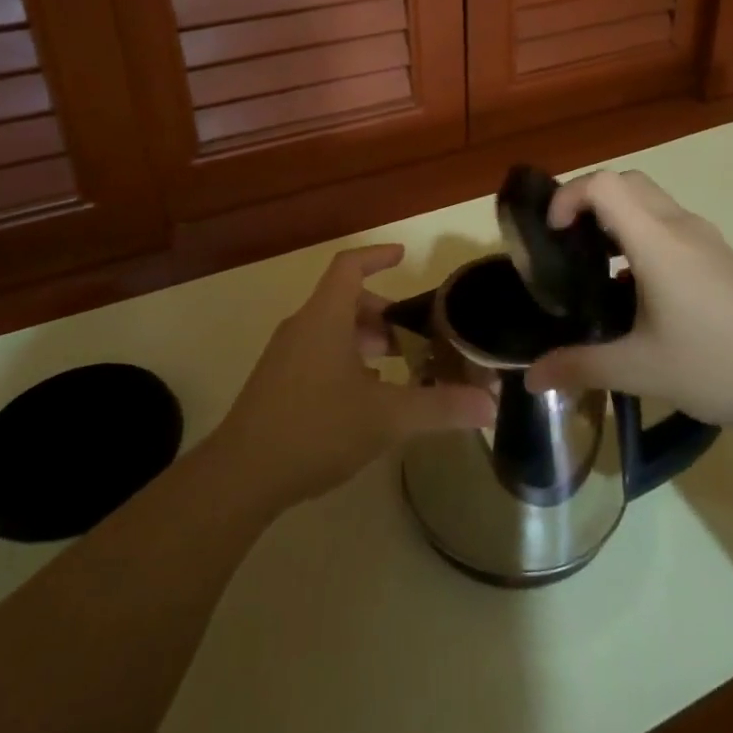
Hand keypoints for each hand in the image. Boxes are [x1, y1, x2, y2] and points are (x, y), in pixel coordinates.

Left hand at [212, 244, 494, 508]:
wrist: (241, 475)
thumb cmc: (316, 428)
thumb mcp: (386, 417)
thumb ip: (440, 408)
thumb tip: (490, 405)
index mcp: (325, 317)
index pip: (350, 266)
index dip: (378, 257)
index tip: (404, 258)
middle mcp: (302, 327)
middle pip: (345, 301)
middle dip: (383, 313)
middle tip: (415, 337)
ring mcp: (285, 356)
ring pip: (332, 331)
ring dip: (366, 340)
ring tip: (398, 369)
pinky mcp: (277, 384)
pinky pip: (318, 354)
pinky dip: (347, 361)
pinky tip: (366, 398)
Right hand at [523, 171, 732, 436]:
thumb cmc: (718, 365)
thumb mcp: (640, 371)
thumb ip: (580, 366)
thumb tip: (531, 377)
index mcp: (658, 242)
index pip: (605, 184)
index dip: (569, 196)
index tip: (552, 235)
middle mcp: (681, 227)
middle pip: (627, 182)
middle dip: (589, 200)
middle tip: (567, 243)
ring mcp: (707, 240)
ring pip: (651, 202)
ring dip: (617, 217)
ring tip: (595, 266)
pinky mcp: (722, 257)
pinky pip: (670, 225)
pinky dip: (641, 234)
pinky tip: (638, 290)